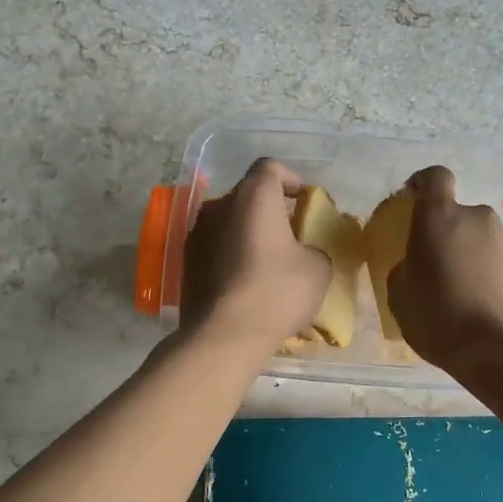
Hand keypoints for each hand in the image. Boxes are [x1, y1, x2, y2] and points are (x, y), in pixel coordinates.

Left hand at [181, 158, 331, 353]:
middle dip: (268, 208)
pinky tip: (245, 280)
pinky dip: (230, 254)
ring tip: (266, 258)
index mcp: (253, 197)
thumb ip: (312, 248)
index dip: (289, 177)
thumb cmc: (277, 291)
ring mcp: (196, 234)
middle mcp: (219, 206)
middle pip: (246, 195)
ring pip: (227, 222)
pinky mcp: (186, 263)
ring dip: (246, 232)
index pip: (269, 168)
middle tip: (289, 231)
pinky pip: (214, 248)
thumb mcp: (317, 268)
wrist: (226, 334)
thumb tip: (302, 253)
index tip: (302, 198)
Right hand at [387, 166, 502, 371]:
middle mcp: (477, 217)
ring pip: (481, 238)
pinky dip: (490, 273)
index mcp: (439, 217)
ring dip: (471, 254)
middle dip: (448, 234)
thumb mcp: (400, 296)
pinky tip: (483, 304)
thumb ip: (404, 269)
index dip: (423, 183)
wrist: (502, 348)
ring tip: (462, 291)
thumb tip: (415, 266)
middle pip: (459, 215)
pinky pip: (499, 260)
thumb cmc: (440, 316)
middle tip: (437, 266)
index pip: (434, 177)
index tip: (414, 198)